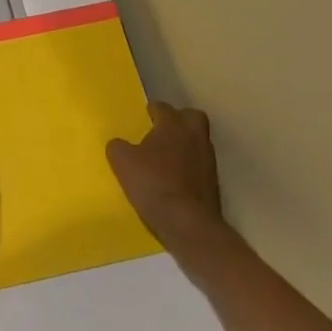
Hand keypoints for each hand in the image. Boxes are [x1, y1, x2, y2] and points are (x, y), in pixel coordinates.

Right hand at [107, 102, 225, 249]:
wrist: (188, 224)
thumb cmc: (153, 183)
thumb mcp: (122, 162)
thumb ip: (118, 147)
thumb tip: (118, 144)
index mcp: (173, 125)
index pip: (163, 107)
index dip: (152, 110)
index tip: (144, 115)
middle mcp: (194, 136)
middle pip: (191, 117)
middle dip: (179, 120)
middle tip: (162, 130)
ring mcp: (208, 160)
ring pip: (197, 141)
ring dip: (185, 145)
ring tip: (166, 157)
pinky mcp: (214, 182)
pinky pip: (199, 165)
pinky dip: (189, 167)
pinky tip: (175, 178)